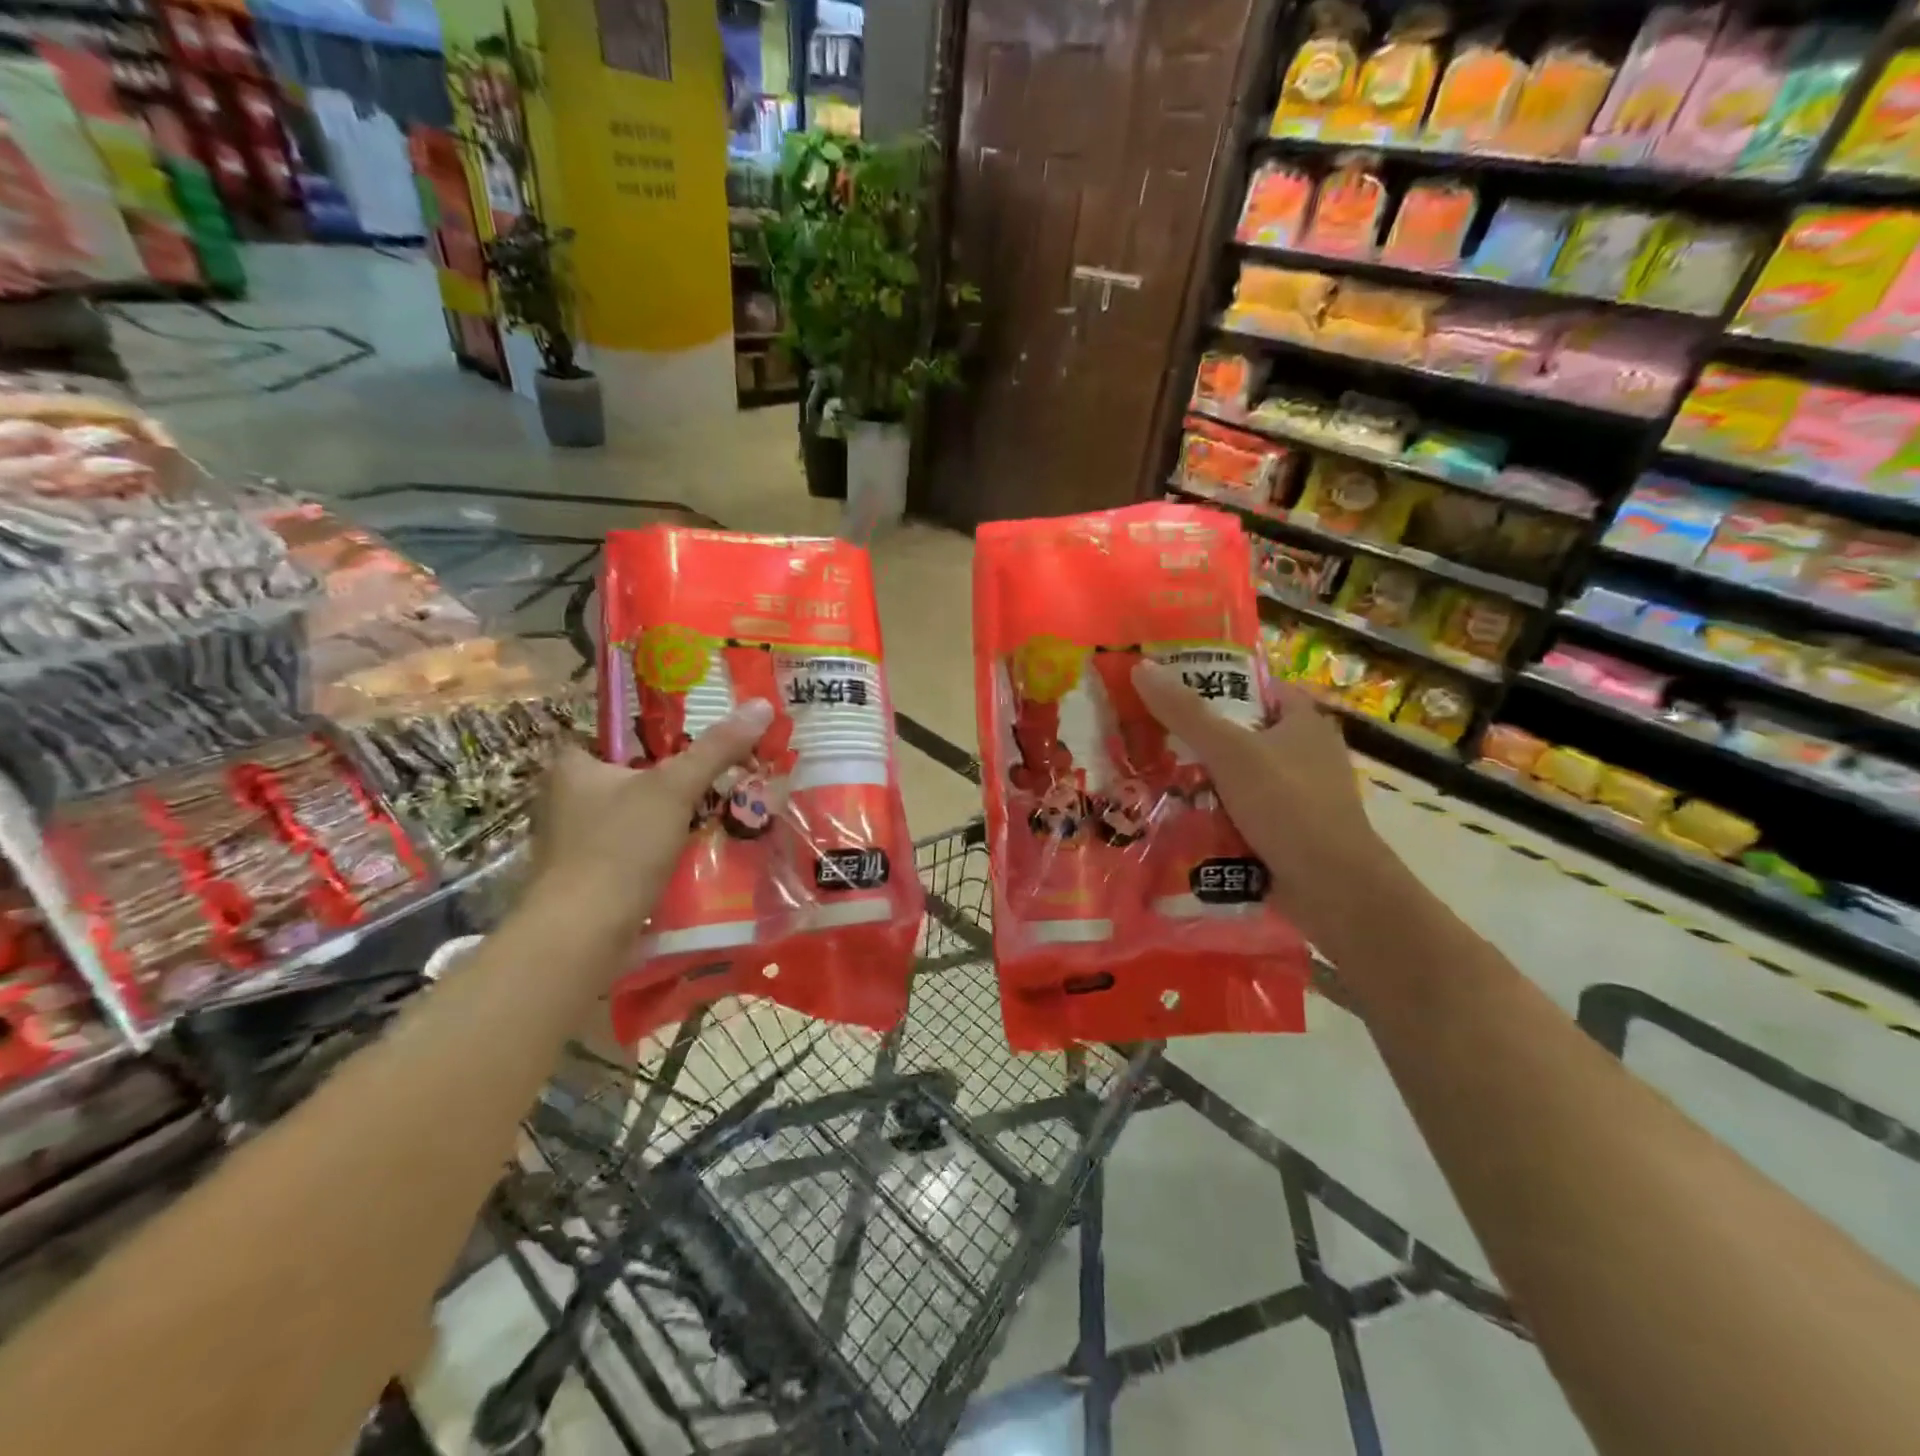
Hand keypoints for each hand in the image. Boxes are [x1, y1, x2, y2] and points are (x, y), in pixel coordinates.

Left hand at [528, 699, 773, 938]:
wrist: (583, 934)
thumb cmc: (619, 848)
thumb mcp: (674, 789)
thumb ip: (716, 749)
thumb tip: (761, 706)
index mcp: (572, 766)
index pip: (615, 732)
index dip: (656, 730)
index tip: (696, 736)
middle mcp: (565, 798)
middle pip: (631, 773)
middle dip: (672, 775)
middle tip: (719, 771)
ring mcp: (575, 840)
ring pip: (635, 812)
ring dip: (671, 812)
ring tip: (718, 806)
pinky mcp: (589, 875)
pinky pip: (633, 845)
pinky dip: (661, 844)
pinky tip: (696, 846)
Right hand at [1132, 662, 1395, 946]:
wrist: (1334, 888)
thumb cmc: (1289, 806)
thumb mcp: (1232, 752)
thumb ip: (1186, 713)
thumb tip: (1141, 668)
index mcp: (1303, 721)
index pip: (1254, 686)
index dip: (1214, 681)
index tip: (1168, 688)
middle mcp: (1304, 753)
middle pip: (1239, 733)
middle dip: (1196, 737)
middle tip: (1146, 734)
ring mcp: (1296, 796)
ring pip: (1236, 776)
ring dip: (1199, 779)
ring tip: (1148, 774)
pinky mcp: (1286, 832)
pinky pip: (1239, 812)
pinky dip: (1212, 813)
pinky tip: (1175, 816)